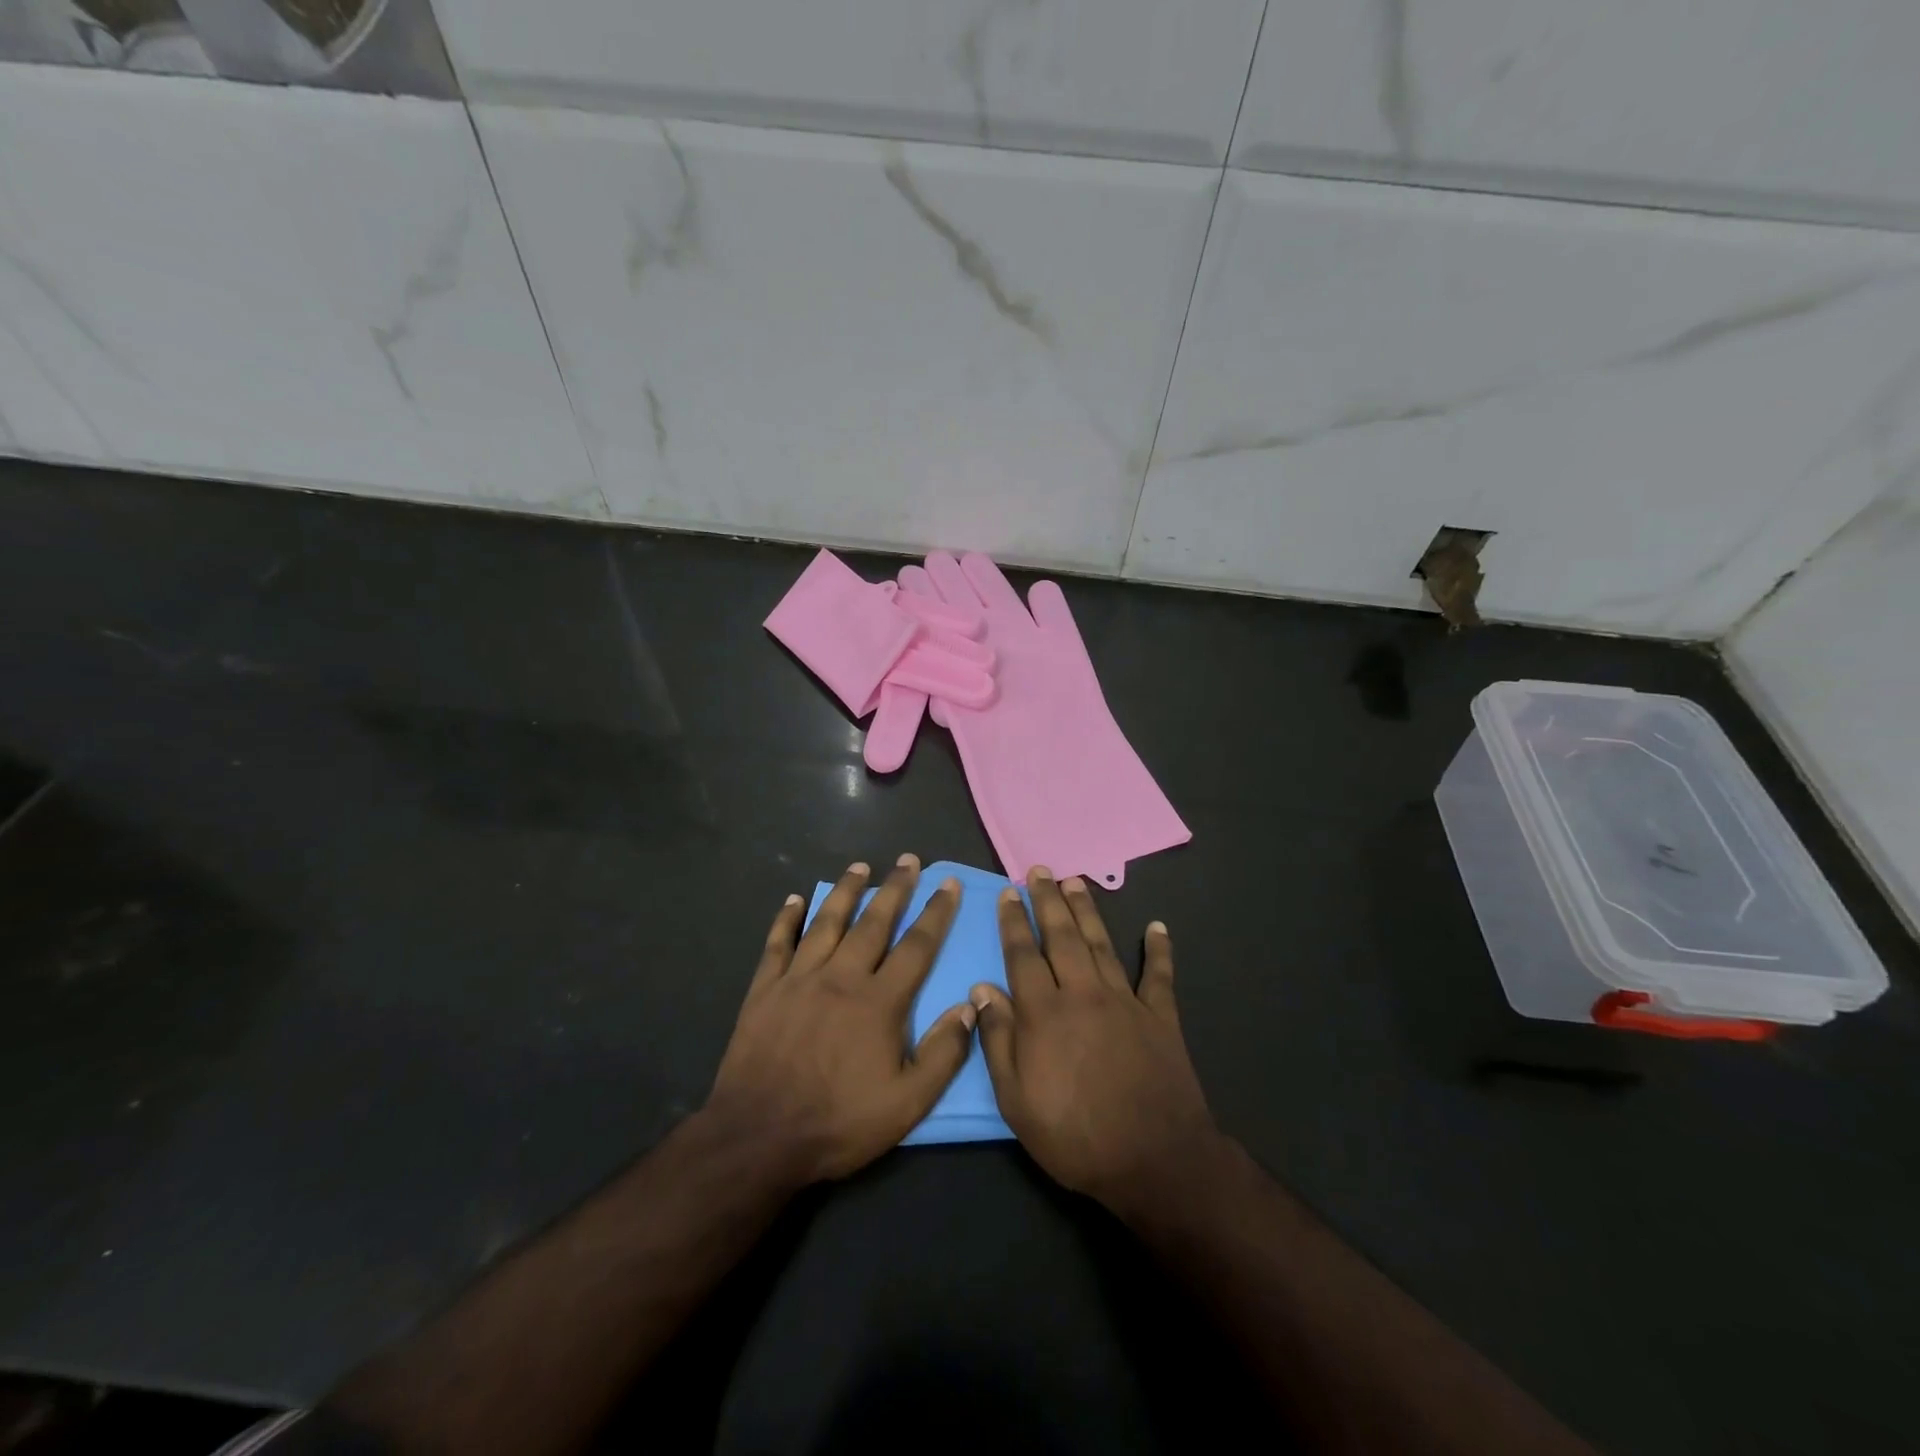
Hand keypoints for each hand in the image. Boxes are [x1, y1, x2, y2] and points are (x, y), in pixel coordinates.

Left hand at [706, 855, 975, 1184]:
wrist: (758, 1137)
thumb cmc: (838, 1122)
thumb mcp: (906, 1104)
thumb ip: (943, 1054)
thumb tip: (970, 1006)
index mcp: (879, 1002)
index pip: (916, 946)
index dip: (936, 913)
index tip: (949, 883)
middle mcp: (841, 977)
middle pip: (873, 922)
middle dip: (895, 888)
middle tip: (908, 859)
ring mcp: (799, 979)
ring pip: (827, 922)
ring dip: (846, 891)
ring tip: (860, 866)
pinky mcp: (765, 990)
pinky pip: (778, 944)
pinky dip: (786, 919)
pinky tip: (794, 899)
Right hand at [971, 868, 1220, 1217]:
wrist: (1153, 1160)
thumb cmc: (1075, 1135)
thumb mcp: (1016, 1100)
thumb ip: (998, 1040)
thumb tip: (982, 989)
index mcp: (1044, 1012)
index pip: (1023, 955)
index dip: (1014, 922)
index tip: (1008, 893)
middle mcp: (1083, 993)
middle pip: (1061, 936)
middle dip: (1048, 901)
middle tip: (1040, 870)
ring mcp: (1125, 1001)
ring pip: (1101, 944)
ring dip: (1087, 911)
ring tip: (1076, 881)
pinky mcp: (1160, 1016)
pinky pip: (1158, 975)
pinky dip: (1158, 949)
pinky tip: (1157, 926)